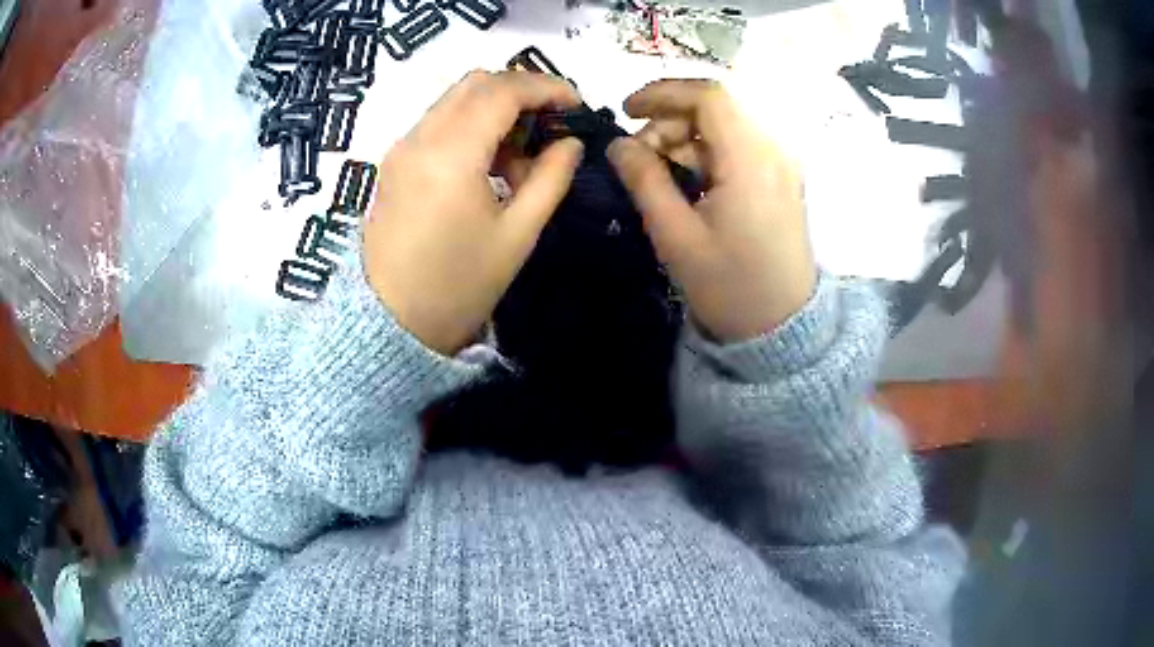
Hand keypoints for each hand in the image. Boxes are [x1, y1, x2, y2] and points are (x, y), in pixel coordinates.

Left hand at [364, 70, 583, 354]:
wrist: (389, 323)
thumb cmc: (458, 286)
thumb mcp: (517, 235)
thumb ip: (550, 179)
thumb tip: (570, 144)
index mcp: (452, 153)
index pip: (504, 90)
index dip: (547, 87)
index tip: (577, 104)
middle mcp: (420, 137)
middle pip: (476, 83)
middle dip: (521, 91)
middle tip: (551, 123)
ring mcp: (402, 148)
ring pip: (455, 99)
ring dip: (495, 109)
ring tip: (521, 155)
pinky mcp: (395, 163)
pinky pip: (438, 122)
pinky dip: (471, 126)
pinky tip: (489, 164)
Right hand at [607, 80, 816, 342]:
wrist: (781, 328)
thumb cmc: (729, 286)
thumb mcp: (676, 236)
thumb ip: (644, 180)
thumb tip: (618, 144)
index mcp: (751, 160)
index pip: (709, 95)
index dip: (662, 92)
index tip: (625, 111)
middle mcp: (773, 151)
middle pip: (716, 108)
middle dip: (669, 121)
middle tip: (640, 159)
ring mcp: (780, 165)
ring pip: (725, 127)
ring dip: (685, 139)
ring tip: (659, 177)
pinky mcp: (780, 180)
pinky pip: (737, 148)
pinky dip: (706, 154)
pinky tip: (688, 185)